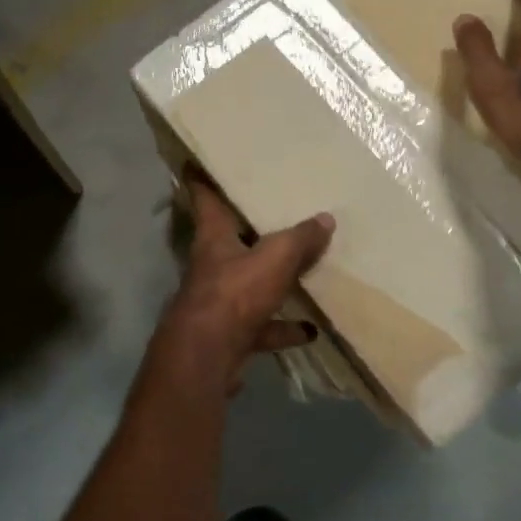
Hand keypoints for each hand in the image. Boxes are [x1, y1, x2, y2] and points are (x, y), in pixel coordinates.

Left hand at [149, 179, 333, 390]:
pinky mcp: (229, 335)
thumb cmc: (234, 294)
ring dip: (271, 282)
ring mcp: (219, 302)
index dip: (200, 180)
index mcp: (214, 239)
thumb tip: (325, 218)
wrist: (207, 357)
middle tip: (270, 214)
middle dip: (247, 230)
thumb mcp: (274, 259)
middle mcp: (212, 266)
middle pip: (229, 241)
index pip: (205, 200)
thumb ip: (299, 239)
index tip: (194, 162)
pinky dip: (282, 327)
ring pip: (247, 285)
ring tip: (302, 274)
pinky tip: (309, 330)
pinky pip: (261, 326)